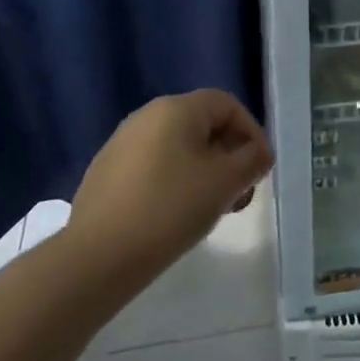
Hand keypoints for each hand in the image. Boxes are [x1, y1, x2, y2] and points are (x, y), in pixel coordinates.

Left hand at [68, 89, 272, 283]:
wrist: (98, 256)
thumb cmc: (170, 208)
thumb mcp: (225, 183)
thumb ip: (251, 160)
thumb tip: (258, 153)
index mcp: (176, 108)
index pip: (226, 104)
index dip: (251, 132)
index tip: (261, 168)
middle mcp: (146, 115)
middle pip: (202, 124)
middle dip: (229, 154)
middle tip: (240, 192)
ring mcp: (121, 143)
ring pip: (178, 147)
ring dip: (204, 170)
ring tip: (213, 207)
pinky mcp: (106, 172)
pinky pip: (153, 165)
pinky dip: (175, 181)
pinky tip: (176, 214)